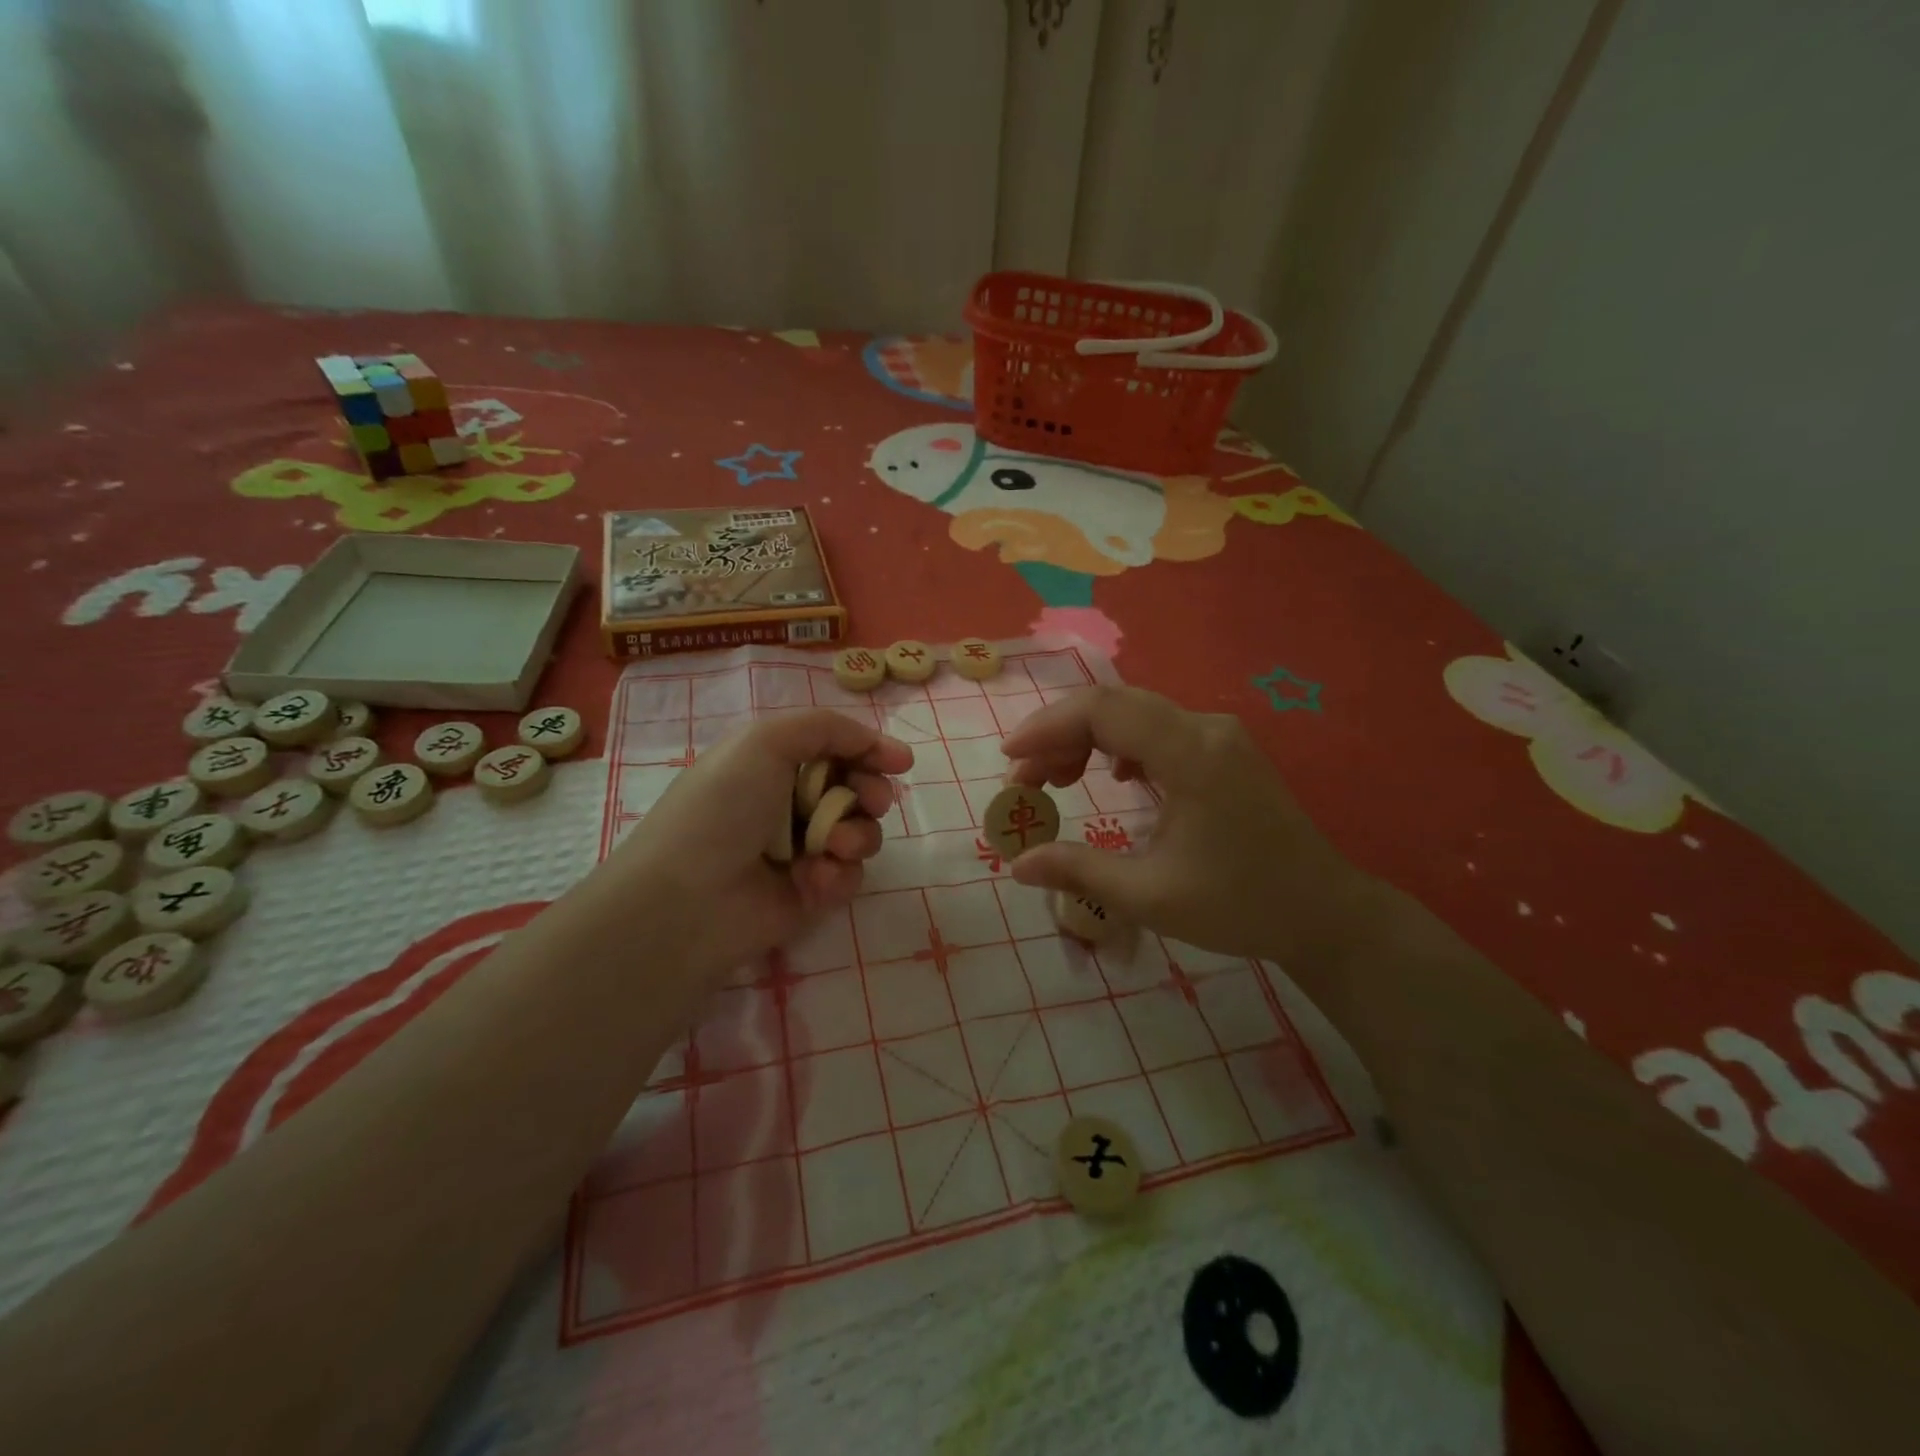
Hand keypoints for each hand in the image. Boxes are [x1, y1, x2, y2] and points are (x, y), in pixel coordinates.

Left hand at [599, 709, 911, 981]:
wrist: (691, 896)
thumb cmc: (724, 806)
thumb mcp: (767, 741)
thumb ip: (827, 728)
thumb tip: (877, 742)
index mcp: (776, 763)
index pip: (838, 749)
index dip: (870, 751)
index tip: (901, 762)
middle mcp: (791, 803)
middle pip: (858, 790)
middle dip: (872, 792)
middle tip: (872, 801)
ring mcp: (803, 850)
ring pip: (862, 833)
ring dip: (856, 835)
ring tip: (832, 845)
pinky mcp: (812, 892)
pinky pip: (850, 875)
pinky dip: (838, 874)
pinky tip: (811, 879)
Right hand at [999, 686, 1375, 965]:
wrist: (1323, 911)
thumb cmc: (1240, 905)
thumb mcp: (1150, 896)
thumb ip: (1078, 870)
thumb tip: (1016, 864)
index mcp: (1191, 755)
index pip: (1101, 712)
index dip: (1046, 728)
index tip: (1009, 760)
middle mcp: (1205, 728)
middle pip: (1113, 705)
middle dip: (1057, 735)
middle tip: (1024, 781)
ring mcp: (1218, 735)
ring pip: (1133, 714)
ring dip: (1085, 739)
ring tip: (1056, 781)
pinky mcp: (1222, 749)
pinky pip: (1156, 729)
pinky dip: (1117, 745)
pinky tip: (1109, 775)